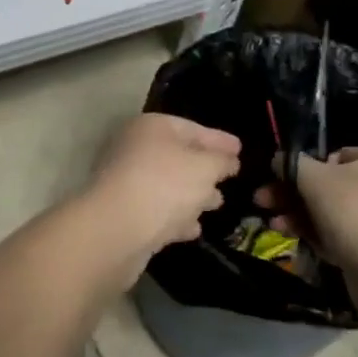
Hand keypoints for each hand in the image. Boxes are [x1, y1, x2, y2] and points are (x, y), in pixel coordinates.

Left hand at [79, 114, 240, 276]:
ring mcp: (126, 181)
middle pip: (177, 155)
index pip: (191, 127)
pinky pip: (157, 210)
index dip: (218, 139)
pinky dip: (176, 216)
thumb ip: (221, 161)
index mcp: (151, 127)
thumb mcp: (205, 168)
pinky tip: (194, 228)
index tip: (240, 149)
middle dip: (205, 167)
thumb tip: (227, 160)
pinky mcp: (124, 213)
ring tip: (217, 203)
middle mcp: (134, 148)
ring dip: (192, 194)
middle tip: (231, 177)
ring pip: (167, 184)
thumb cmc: (165, 185)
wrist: (116, 229)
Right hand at [262, 146, 357, 281]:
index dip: (306, 166)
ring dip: (301, 216)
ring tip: (274, 224)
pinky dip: (321, 235)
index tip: (282, 179)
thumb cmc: (352, 212)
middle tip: (265, 202)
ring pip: (336, 213)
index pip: (337, 156)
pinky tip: (296, 240)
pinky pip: (348, 236)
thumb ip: (291, 163)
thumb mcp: (312, 178)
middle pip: (332, 186)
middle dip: (293, 195)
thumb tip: (279, 160)